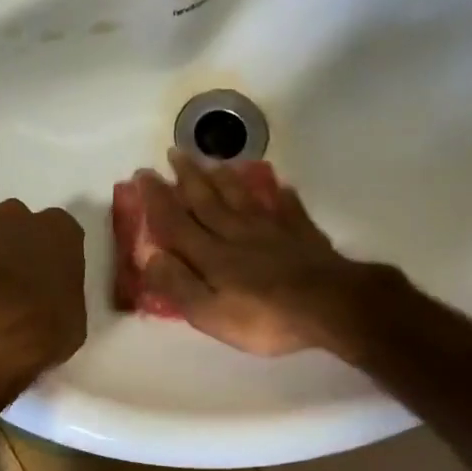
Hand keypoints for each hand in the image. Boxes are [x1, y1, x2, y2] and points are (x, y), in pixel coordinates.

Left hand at [0, 199, 86, 393]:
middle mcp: (14, 218)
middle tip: (16, 287)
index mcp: (58, 232)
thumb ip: (62, 298)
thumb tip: (49, 302)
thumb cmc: (40, 330)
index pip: (61, 235)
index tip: (49, 282)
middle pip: (17, 226)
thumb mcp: (73, 323)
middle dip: (16, 249)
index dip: (54, 259)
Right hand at [136, 150, 386, 357]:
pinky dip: (282, 196)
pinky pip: (289, 209)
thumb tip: (150, 257)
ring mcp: (273, 231)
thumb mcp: (211, 314)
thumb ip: (179, 285)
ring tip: (215, 162)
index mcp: (212, 256)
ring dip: (226, 179)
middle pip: (208, 201)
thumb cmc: (265, 318)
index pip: (177, 222)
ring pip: (244, 198)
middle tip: (174, 152)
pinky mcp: (302, 235)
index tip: (143, 174)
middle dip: (188, 177)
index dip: (158, 199)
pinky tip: (281, 187)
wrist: (328, 305)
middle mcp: (237, 234)